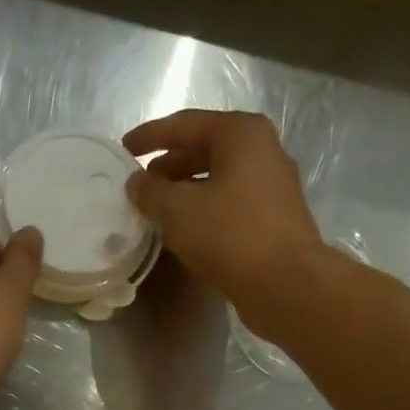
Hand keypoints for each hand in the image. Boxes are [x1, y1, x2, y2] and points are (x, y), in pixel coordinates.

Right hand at [123, 109, 325, 332]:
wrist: (286, 284)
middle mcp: (262, 152)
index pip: (185, 124)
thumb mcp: (178, 210)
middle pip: (204, 149)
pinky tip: (183, 231)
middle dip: (168, 166)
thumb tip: (136, 183)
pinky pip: (229, 204)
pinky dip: (202, 211)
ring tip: (156, 210)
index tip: (123, 149)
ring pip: (217, 179)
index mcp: (242, 134)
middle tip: (139, 185)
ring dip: (184, 191)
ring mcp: (272, 187)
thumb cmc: (231, 235)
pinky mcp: (273, 219)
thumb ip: (151, 192)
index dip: (150, 136)